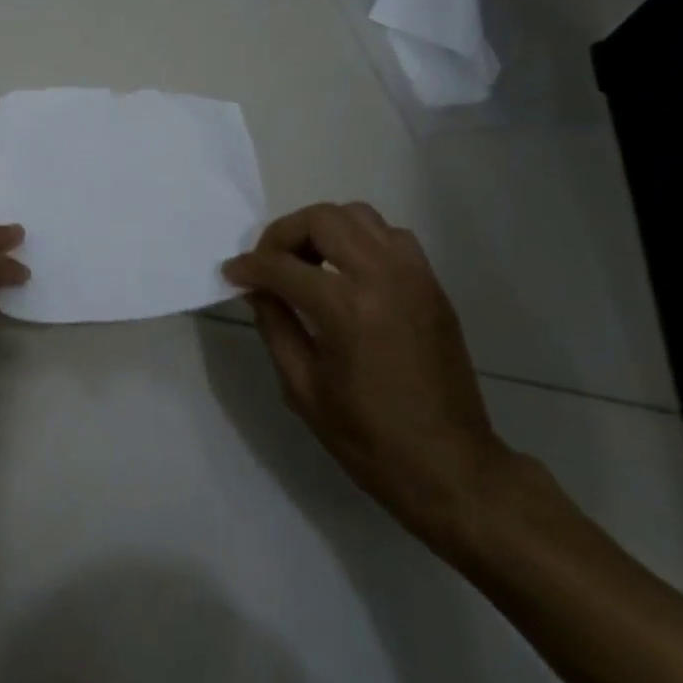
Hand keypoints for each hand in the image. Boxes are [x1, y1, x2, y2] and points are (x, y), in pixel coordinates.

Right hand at [223, 202, 515, 551]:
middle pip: (323, 219)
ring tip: (306, 262)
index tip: (232, 273)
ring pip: (359, 216)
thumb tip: (256, 288)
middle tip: (268, 263)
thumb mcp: (303, 388)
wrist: (451, 466)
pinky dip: (360, 239)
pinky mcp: (431, 284)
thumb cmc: (369, 437)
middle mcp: (383, 277)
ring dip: (323, 228)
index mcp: (346, 309)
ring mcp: (413, 276)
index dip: (249, 266)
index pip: (283, 266)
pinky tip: (346, 272)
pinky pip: (390, 235)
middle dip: (284, 234)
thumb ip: (275, 326)